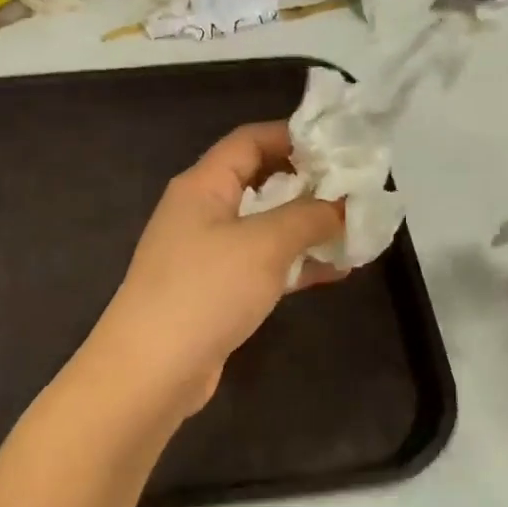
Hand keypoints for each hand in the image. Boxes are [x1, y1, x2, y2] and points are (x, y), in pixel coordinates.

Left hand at [90, 122, 344, 416]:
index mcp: (203, 185)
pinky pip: (261, 266)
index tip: (340, 146)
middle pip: (259, 182)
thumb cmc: (206, 290)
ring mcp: (206, 254)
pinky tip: (335, 271)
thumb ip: (309, 217)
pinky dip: (295, 265)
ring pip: (264, 228)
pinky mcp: (215, 292)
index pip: (249, 141)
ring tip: (355, 231)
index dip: (294, 136)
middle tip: (355, 191)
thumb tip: (342, 205)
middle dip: (307, 185)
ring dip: (306, 228)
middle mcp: (201, 212)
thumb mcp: (265, 244)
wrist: (152, 370)